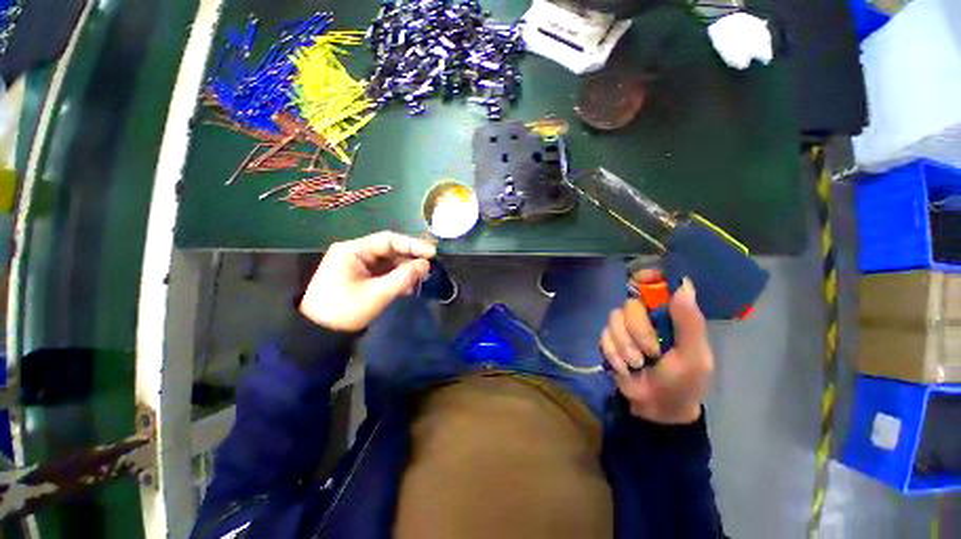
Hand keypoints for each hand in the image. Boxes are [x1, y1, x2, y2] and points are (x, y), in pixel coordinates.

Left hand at [299, 231, 435, 331]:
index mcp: (353, 250)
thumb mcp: (378, 293)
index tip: (432, 253)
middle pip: (389, 250)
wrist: (318, 334)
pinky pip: (383, 272)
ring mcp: (357, 265)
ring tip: (421, 280)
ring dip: (405, 270)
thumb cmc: (346, 310)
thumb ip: (404, 276)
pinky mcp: (360, 277)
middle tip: (429, 268)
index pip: (388, 240)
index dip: (413, 245)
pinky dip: (397, 278)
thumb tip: (426, 264)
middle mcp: (355, 252)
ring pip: (388, 262)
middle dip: (410, 259)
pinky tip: (409, 287)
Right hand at [600, 273, 713, 423]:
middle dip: (638, 332)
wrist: (656, 407)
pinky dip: (613, 353)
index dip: (647, 277)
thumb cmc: (683, 383)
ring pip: (614, 319)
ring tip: (637, 364)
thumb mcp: (694, 357)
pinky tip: (624, 367)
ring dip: (624, 346)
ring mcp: (626, 327)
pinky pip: (603, 335)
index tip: (641, 279)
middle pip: (630, 305)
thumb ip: (689, 324)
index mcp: (671, 315)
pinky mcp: (610, 339)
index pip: (657, 285)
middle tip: (651, 353)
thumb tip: (684, 286)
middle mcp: (647, 316)